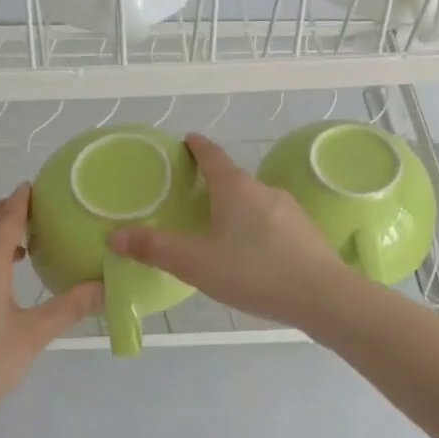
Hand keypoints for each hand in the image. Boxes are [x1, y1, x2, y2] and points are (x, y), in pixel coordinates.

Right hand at [108, 133, 358, 331]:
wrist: (323, 297)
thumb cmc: (253, 272)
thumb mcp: (196, 263)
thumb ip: (155, 249)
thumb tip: (114, 236)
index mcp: (235, 188)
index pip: (212, 156)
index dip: (197, 147)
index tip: (187, 140)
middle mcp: (264, 190)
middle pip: (233, 179)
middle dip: (213, 184)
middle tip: (192, 197)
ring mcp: (290, 210)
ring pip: (254, 202)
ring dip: (235, 209)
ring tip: (219, 231)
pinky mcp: (306, 233)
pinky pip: (272, 223)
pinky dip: (256, 229)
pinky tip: (251, 255)